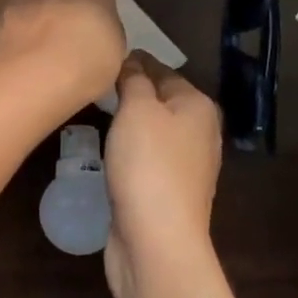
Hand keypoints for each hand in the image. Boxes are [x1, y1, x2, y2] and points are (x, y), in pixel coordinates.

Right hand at [103, 53, 225, 297]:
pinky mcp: (171, 193)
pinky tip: (112, 150)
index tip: (105, 56)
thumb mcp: (138, 109)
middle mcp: (200, 132)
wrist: (158, 241)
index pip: (163, 70)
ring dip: (132, 122)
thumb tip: (132, 63)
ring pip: (156, 131)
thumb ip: (134, 80)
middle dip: (134, 91)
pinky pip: (149, 158)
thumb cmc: (148, 164)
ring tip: (98, 111)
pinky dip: (132, 149)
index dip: (135, 61)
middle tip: (96, 83)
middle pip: (162, 100)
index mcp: (198, 106)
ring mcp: (188, 166)